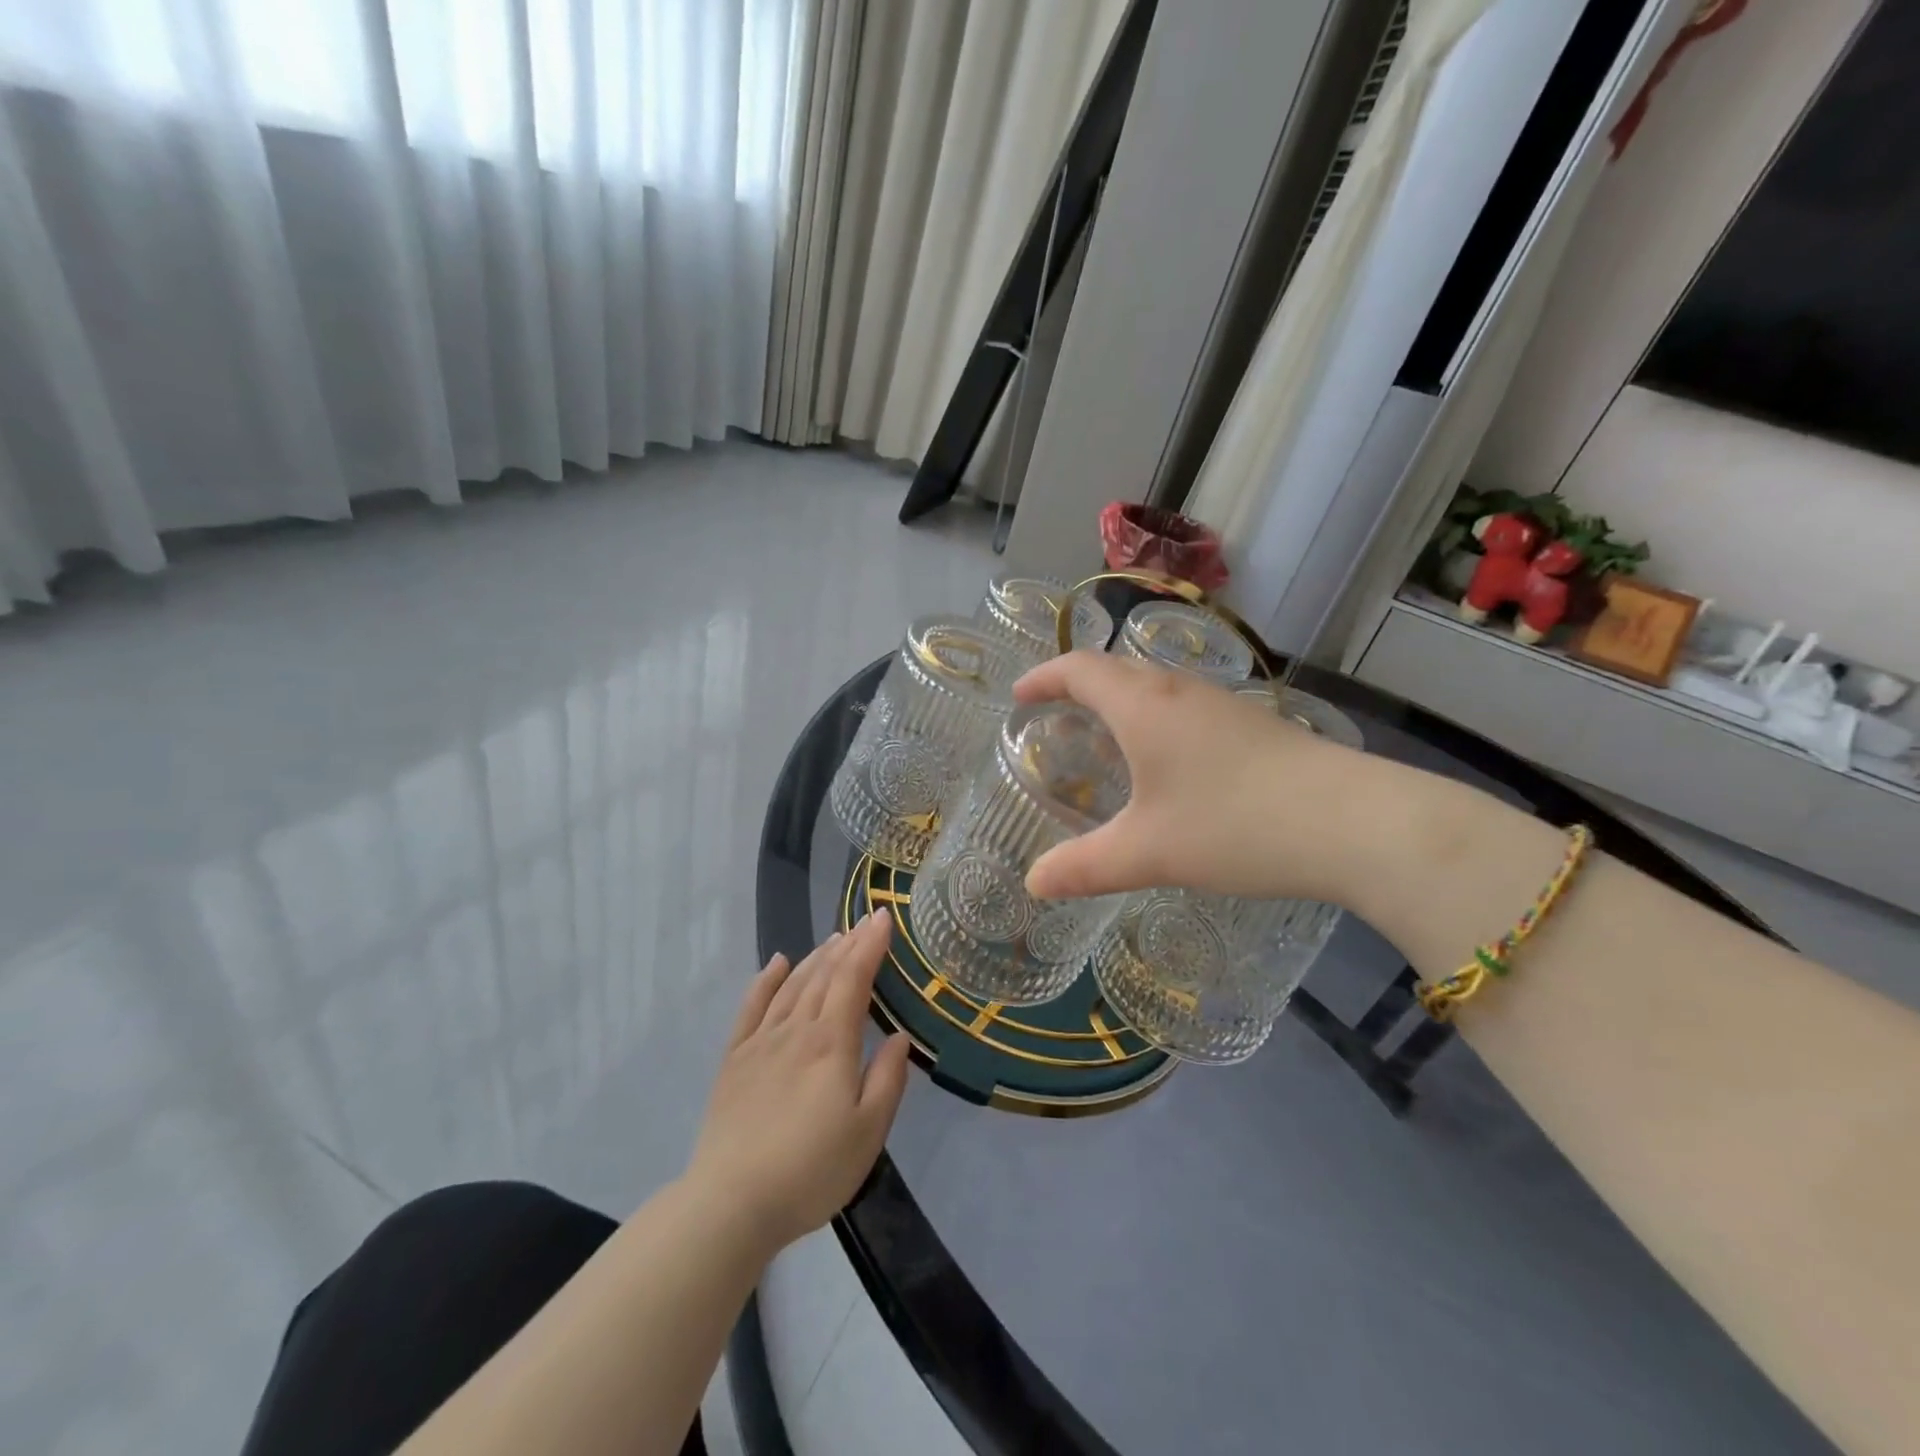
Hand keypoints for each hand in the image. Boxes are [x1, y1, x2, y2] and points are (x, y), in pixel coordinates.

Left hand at [686, 912, 910, 1254]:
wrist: (730, 1203)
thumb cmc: (810, 1171)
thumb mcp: (867, 1133)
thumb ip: (888, 1079)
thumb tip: (900, 1036)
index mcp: (832, 1043)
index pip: (854, 979)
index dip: (870, 946)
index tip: (882, 918)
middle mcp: (796, 1029)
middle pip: (824, 975)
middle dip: (848, 945)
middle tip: (864, 922)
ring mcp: (761, 1041)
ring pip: (792, 985)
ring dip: (816, 957)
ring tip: (834, 939)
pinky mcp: (734, 1059)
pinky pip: (752, 1006)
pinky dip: (766, 980)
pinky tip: (777, 963)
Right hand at [1013, 651, 1378, 905]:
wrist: (1353, 822)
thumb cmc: (1234, 825)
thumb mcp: (1149, 852)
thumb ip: (1084, 867)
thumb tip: (1033, 884)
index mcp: (1143, 706)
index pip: (1079, 669)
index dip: (1044, 677)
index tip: (1020, 695)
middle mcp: (1179, 692)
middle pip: (1117, 670)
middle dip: (1078, 686)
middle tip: (1055, 718)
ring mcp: (1221, 704)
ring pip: (1155, 688)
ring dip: (1120, 702)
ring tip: (1103, 740)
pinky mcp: (1252, 725)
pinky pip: (1184, 708)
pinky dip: (1155, 721)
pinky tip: (1165, 765)